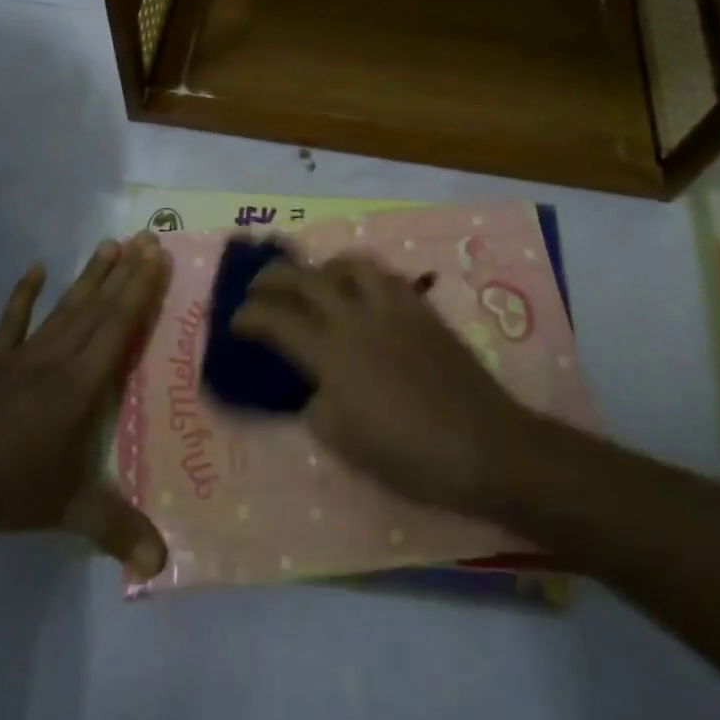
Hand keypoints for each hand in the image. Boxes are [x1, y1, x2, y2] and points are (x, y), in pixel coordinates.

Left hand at [0, 234, 171, 578]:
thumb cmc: (6, 484)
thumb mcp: (66, 510)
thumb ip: (115, 530)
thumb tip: (161, 566)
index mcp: (81, 384)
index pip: (119, 328)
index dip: (141, 291)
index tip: (157, 257)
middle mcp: (58, 358)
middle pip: (98, 307)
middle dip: (126, 272)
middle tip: (148, 237)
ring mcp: (22, 355)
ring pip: (65, 306)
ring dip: (90, 275)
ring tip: (110, 243)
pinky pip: (12, 320)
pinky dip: (24, 293)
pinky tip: (36, 267)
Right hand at [235, 254, 537, 515]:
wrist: (484, 445)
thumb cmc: (408, 455)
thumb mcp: (343, 442)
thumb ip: (316, 404)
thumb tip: (312, 385)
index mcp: (331, 353)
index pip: (276, 320)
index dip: (249, 317)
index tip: (235, 321)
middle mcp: (356, 317)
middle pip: (305, 278)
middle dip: (273, 278)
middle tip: (259, 287)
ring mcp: (392, 307)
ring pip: (349, 264)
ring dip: (322, 268)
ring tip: (315, 281)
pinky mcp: (421, 308)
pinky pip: (385, 275)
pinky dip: (362, 275)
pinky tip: (362, 293)